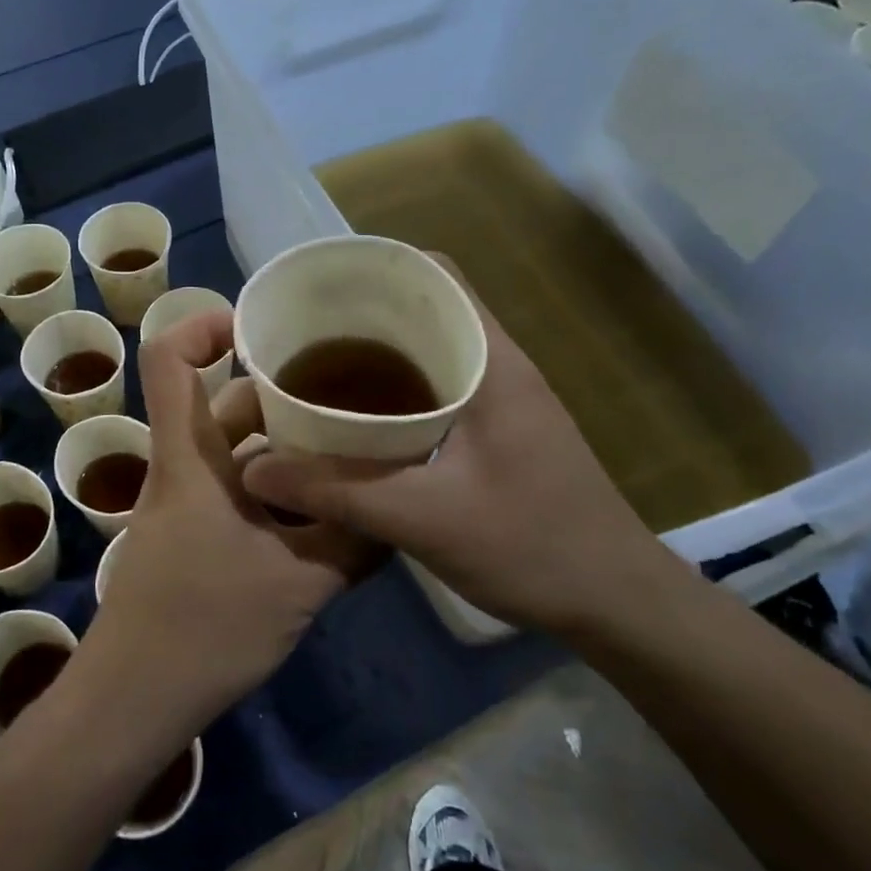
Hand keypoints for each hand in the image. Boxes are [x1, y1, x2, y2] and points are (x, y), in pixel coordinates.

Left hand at [73, 310, 384, 744]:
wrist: (134, 701)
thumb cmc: (204, 628)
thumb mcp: (297, 584)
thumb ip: (352, 541)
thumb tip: (400, 507)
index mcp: (190, 459)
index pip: (169, 361)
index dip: (202, 324)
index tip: (258, 325)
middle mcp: (183, 469)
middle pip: (222, 403)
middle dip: (278, 390)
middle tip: (344, 390)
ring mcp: (186, 505)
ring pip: (236, 450)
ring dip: (285, 443)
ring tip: (350, 443)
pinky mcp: (194, 536)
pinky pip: (239, 488)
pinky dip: (277, 484)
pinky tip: (327, 505)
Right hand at [241, 276, 673, 637]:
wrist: (615, 601)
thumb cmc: (532, 546)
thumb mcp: (424, 520)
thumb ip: (338, 492)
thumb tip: (254, 470)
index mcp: (491, 361)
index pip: (437, 275)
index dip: (377, 268)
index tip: (318, 288)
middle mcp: (498, 365)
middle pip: (426, 309)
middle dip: (363, 313)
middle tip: (299, 335)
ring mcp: (502, 399)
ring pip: (430, 352)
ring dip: (378, 355)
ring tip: (315, 371)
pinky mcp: (498, 432)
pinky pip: (436, 390)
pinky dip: (395, 392)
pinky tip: (357, 424)